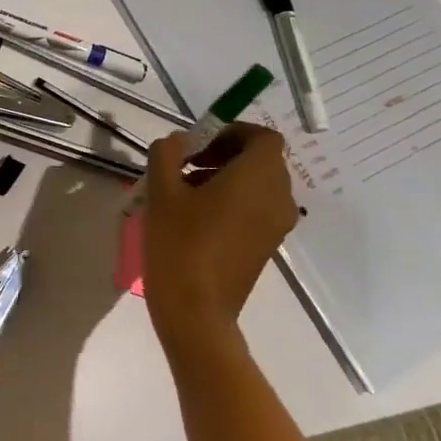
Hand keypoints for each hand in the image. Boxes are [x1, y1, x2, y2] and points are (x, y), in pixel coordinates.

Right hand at [142, 123, 296, 366]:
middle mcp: (278, 196)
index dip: (232, 132)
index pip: (262, 136)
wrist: (196, 308)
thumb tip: (179, 141)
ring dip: (228, 176)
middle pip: (262, 159)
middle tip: (187, 164)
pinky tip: (197, 215)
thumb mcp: (162, 190)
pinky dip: (234, 199)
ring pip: (259, 184)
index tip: (198, 143)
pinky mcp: (267, 244)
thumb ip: (168, 154)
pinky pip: (257, 207)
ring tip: (186, 190)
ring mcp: (277, 224)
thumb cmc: (179, 242)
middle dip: (226, 153)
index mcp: (258, 176)